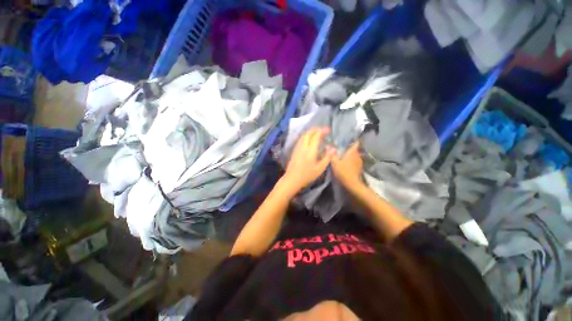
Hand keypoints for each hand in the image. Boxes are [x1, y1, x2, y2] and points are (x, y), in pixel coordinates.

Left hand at [282, 128, 334, 193]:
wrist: (292, 179)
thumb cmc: (307, 175)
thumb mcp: (319, 168)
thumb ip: (327, 157)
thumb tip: (333, 148)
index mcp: (310, 150)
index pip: (316, 136)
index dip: (322, 131)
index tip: (329, 130)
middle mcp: (303, 146)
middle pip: (309, 133)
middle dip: (316, 129)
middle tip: (324, 130)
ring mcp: (297, 147)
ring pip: (304, 135)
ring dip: (311, 131)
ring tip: (318, 133)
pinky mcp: (295, 150)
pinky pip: (301, 139)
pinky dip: (306, 135)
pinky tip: (310, 139)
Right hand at [331, 141, 363, 190]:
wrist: (352, 184)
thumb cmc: (343, 171)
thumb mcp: (334, 163)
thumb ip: (332, 154)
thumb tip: (328, 146)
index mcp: (352, 152)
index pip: (356, 143)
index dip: (353, 140)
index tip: (347, 138)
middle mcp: (357, 155)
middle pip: (354, 149)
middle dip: (349, 148)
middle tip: (342, 148)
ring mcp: (359, 161)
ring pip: (355, 155)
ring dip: (350, 155)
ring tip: (344, 155)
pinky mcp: (359, 167)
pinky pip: (355, 161)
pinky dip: (352, 160)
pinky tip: (347, 163)